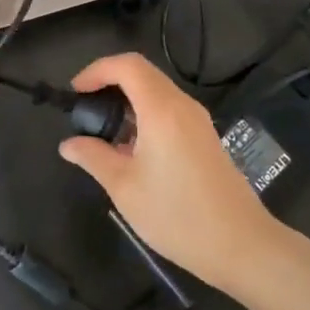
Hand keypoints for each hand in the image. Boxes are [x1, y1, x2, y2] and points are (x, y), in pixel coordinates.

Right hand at [57, 53, 286, 291]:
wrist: (241, 244)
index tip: (75, 92)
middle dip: (110, 81)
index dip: (97, 70)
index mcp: (161, 109)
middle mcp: (182, 105)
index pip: (127, 65)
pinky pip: (170, 109)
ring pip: (157, 91)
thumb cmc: (177, 215)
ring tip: (105, 132)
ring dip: (128, 100)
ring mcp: (198, 120)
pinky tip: (133, 149)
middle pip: (142, 72)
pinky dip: (145, 114)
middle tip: (85, 109)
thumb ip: (93, 158)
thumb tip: (68, 144)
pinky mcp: (205, 136)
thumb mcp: (125, 188)